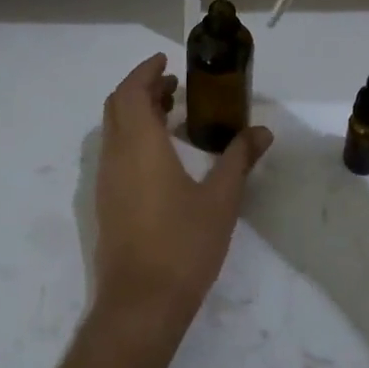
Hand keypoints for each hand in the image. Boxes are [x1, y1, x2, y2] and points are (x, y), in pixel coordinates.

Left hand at [92, 54, 271, 350]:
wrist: (140, 305)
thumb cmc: (183, 245)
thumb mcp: (221, 199)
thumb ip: (239, 159)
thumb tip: (262, 132)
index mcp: (140, 145)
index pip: (131, 91)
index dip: (145, 71)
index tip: (166, 62)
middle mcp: (116, 155)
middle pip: (118, 105)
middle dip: (142, 88)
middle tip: (173, 85)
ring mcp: (106, 180)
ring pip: (113, 129)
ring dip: (135, 112)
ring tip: (170, 113)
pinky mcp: (106, 202)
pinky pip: (114, 152)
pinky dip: (131, 136)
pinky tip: (160, 155)